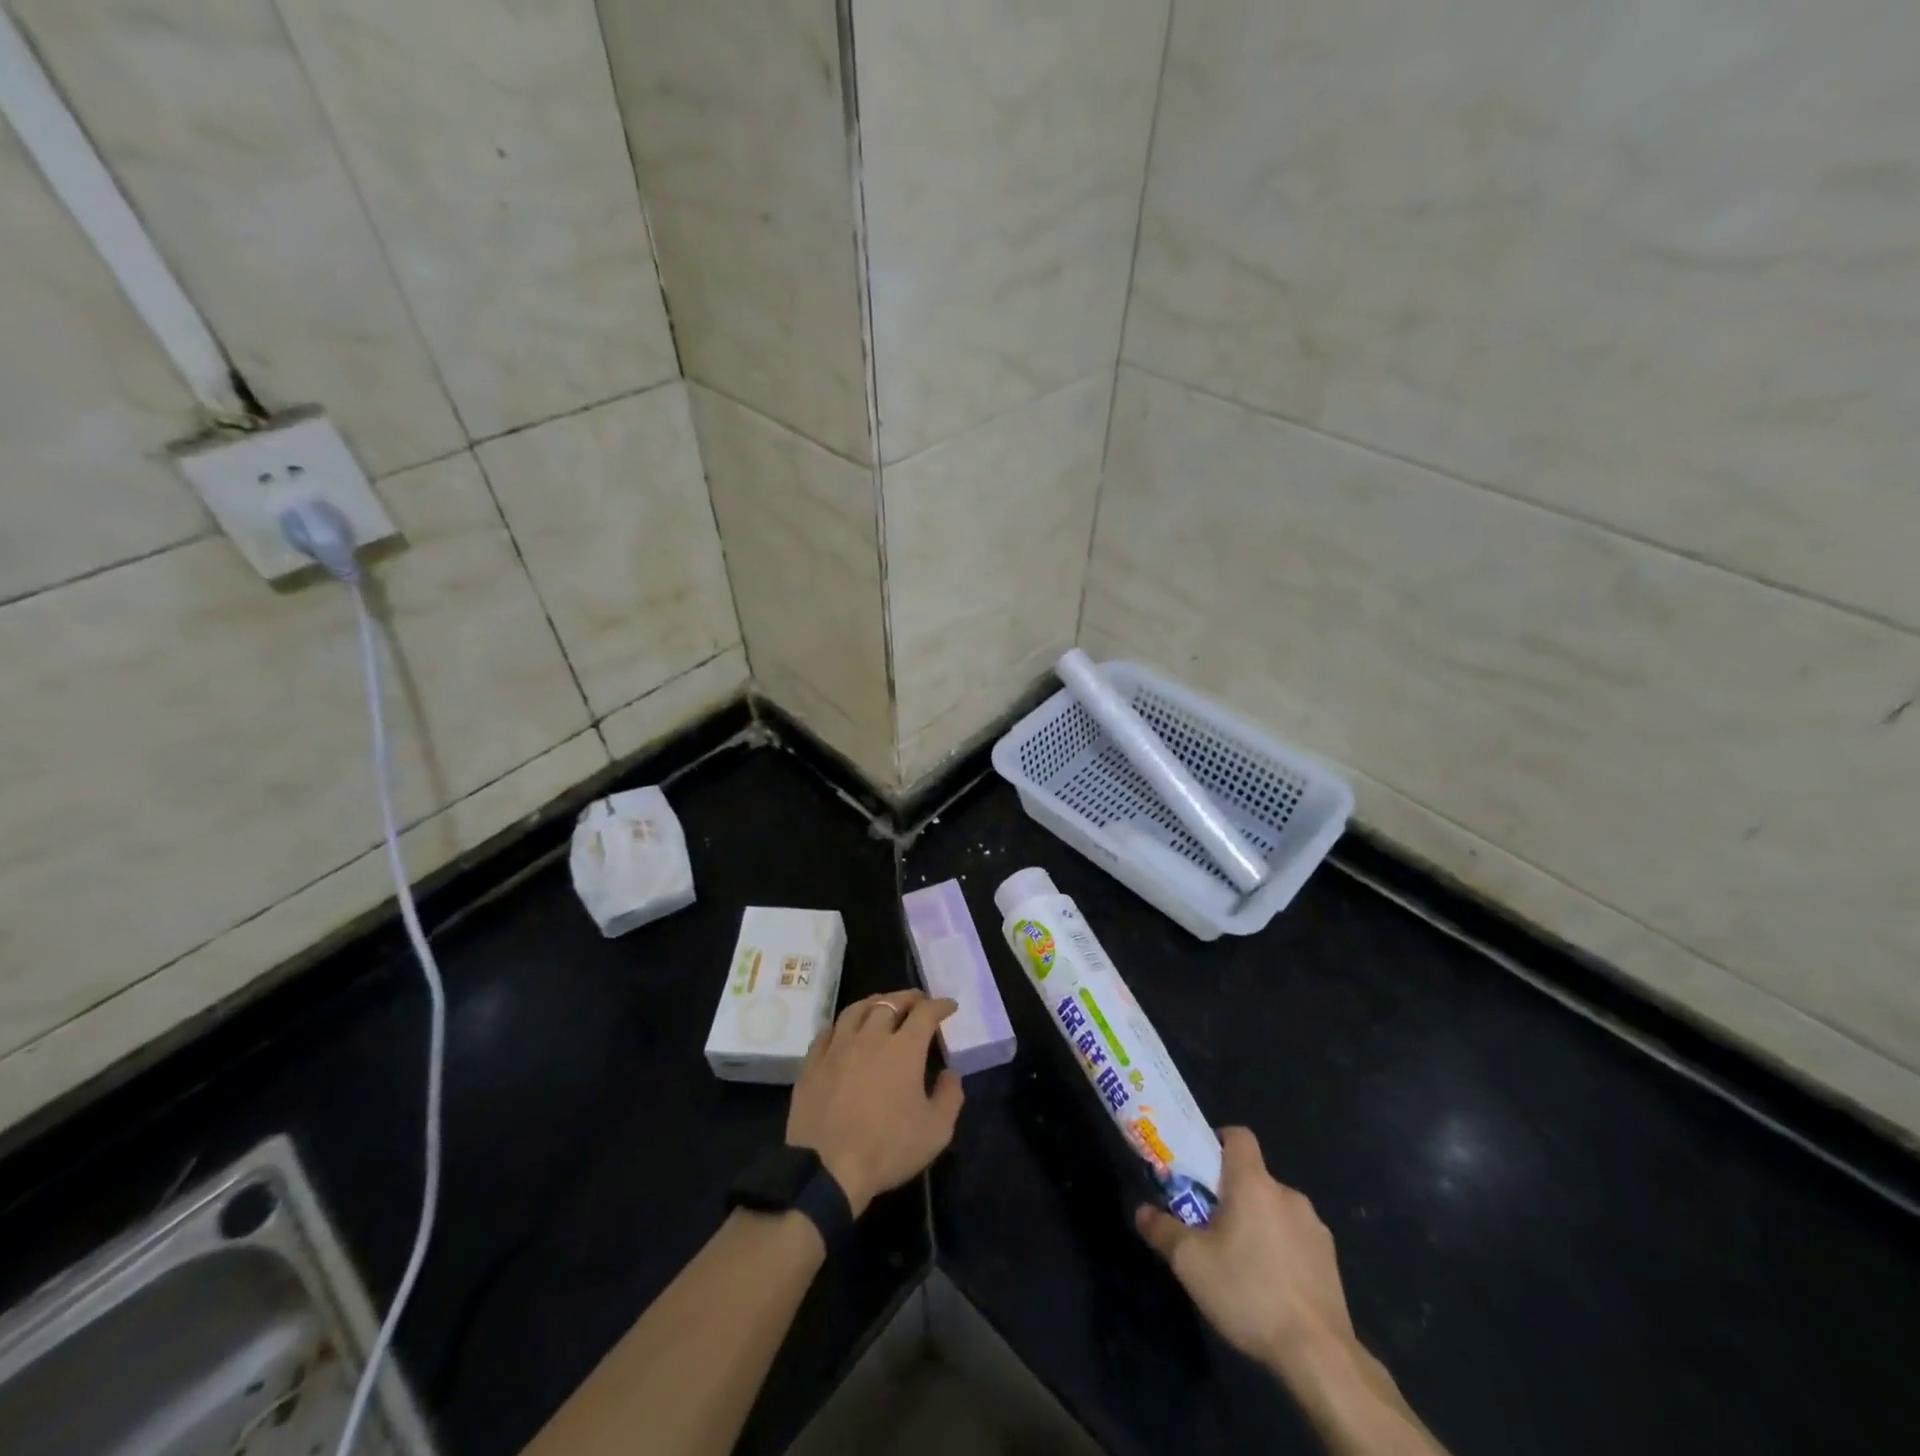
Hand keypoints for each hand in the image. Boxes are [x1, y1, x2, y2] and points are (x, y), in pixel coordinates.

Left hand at [786, 989, 964, 1216]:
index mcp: (903, 1048)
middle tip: (917, 1000)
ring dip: (874, 1003)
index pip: (925, 1013)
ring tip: (881, 1006)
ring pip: (856, 1010)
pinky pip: (827, 1032)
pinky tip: (844, 1032)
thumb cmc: (887, 1149)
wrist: (826, 1170)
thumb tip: (951, 1073)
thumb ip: (950, 1096)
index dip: (940, 1005)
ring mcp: (837, 1047)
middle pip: (889, 1003)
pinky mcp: (812, 1063)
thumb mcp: (935, 1131)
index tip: (949, 1006)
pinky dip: (842, 1025)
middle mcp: (870, 1037)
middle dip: (908, 998)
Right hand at [1136, 1127, 1354, 1372]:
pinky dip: (1281, 1249)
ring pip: (1275, 1208)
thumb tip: (1142, 1211)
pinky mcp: (1330, 1259)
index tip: (1201, 1168)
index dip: (1217, 1142)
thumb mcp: (1190, 1263)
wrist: (1320, 1355)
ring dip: (1258, 1222)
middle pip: (1253, 1177)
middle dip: (1231, 1194)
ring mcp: (1314, 1226)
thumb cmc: (1249, 1293)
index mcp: (1253, 1183)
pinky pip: (1296, 1237)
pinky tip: (1271, 1286)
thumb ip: (1162, 1230)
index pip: (1238, 1136)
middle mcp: (1287, 1194)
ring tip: (1241, 1261)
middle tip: (1209, 1225)